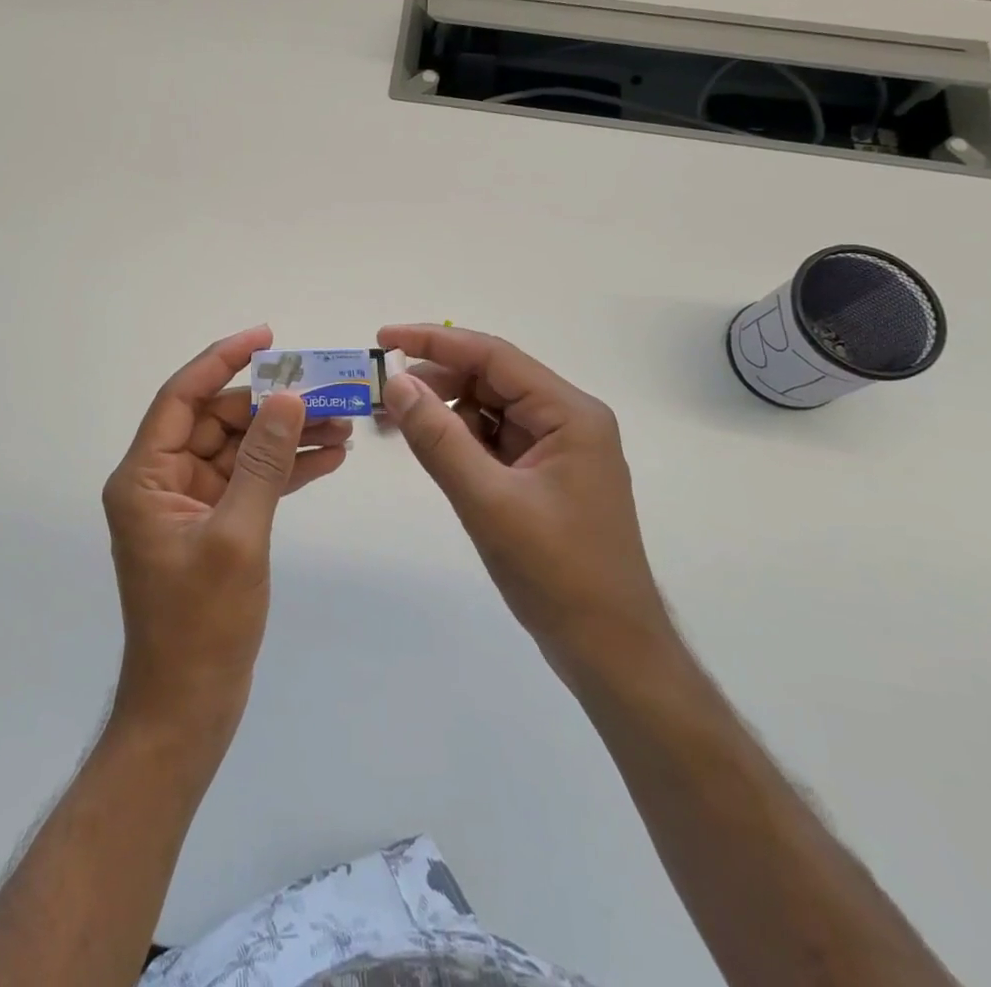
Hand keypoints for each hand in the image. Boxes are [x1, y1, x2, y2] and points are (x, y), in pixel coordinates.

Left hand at [103, 326, 349, 740]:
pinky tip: (328, 457)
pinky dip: (284, 469)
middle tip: (327, 390)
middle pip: (217, 421)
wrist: (189, 708)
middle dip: (271, 405)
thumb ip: (263, 462)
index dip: (222, 360)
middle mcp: (162, 481)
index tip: (267, 337)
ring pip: (240, 450)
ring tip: (343, 422)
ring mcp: (190, 504)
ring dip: (286, 436)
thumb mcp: (237, 535)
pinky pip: (250, 482)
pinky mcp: (215, 525)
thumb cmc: (202, 625)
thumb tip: (288, 397)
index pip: (182, 398)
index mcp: (145, 476)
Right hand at [377, 324, 673, 683]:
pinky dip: (457, 439)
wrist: (609, 651)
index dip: (435, 342)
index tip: (384, 339)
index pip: (494, 356)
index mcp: (569, 414)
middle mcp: (566, 420)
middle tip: (380, 392)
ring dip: (442, 411)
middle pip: (490, 380)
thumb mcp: (488, 501)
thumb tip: (396, 383)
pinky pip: (492, 441)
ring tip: (392, 422)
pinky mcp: (543, 476)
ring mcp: (556, 449)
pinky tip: (426, 446)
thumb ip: (438, 438)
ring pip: (488, 410)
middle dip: (434, 381)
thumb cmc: (557, 573)